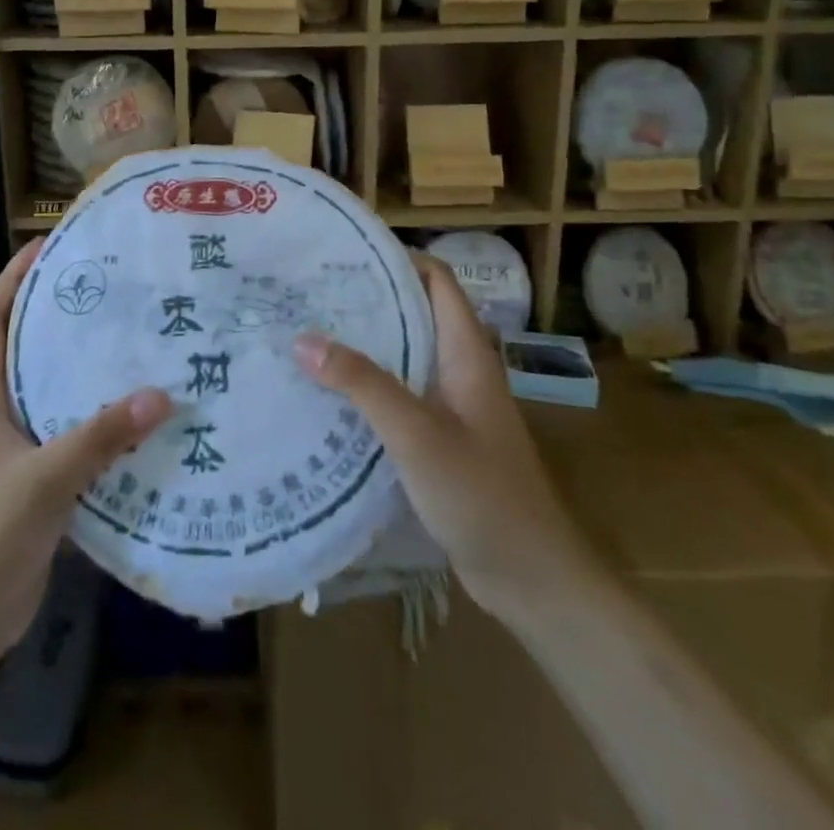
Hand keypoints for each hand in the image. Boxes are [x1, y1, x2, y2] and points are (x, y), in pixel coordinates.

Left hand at [0, 240, 172, 665]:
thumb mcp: (41, 480)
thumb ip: (99, 438)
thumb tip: (160, 395)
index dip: (12, 280)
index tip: (44, 247)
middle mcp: (0, 417)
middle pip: (29, 352)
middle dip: (63, 320)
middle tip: (114, 294)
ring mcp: (19, 454)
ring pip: (58, 399)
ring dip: (91, 377)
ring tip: (139, 348)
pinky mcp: (40, 488)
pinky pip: (76, 443)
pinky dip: (104, 430)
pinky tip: (143, 424)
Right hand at [294, 253, 575, 610]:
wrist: (531, 578)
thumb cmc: (481, 494)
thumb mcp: (416, 433)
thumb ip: (362, 384)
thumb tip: (302, 339)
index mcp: (466, 352)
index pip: (436, 280)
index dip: (397, 258)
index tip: (344, 256)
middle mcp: (460, 368)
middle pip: (414, 313)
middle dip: (367, 300)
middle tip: (310, 294)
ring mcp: (452, 405)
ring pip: (404, 356)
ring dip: (364, 344)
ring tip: (308, 335)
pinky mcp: (440, 437)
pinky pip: (399, 395)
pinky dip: (367, 385)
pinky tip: (328, 394)